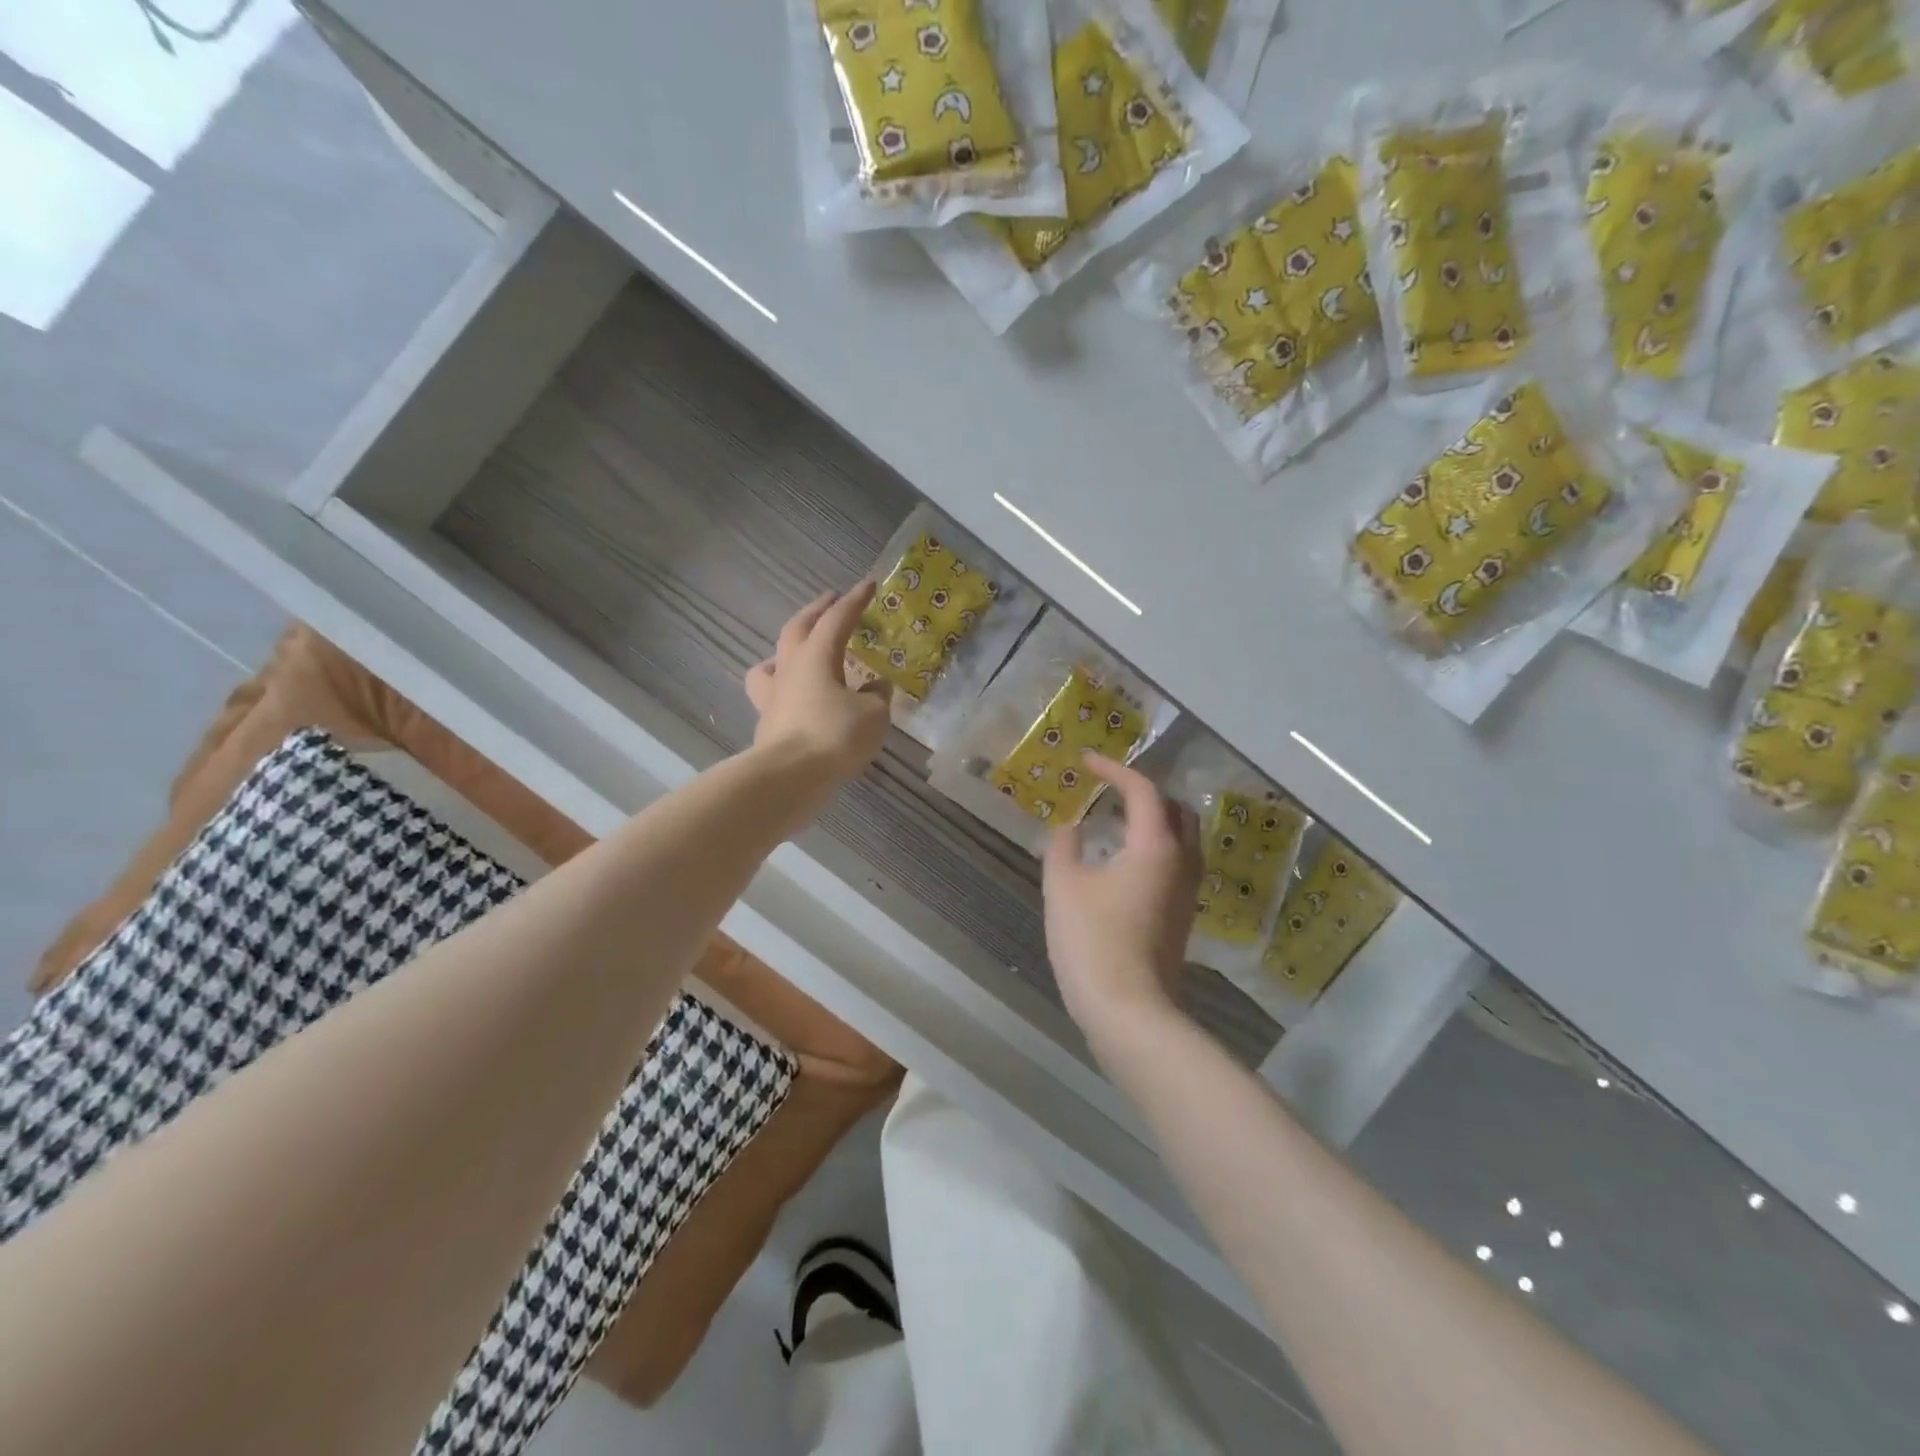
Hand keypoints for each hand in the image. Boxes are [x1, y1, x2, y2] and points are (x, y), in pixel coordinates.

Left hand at [745, 584, 892, 788]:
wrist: (790, 777)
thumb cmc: (834, 736)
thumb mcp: (872, 716)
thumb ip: (876, 697)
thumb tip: (875, 689)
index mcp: (817, 657)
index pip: (837, 619)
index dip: (855, 600)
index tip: (869, 583)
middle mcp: (790, 669)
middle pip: (798, 629)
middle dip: (816, 611)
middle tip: (830, 599)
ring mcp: (773, 696)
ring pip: (774, 660)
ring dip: (788, 647)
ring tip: (800, 649)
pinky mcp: (767, 722)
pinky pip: (772, 693)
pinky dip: (785, 687)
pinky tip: (795, 696)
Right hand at [1042, 753, 1202, 1036]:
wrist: (1128, 1010)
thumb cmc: (1092, 941)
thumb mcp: (1063, 886)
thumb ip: (1065, 846)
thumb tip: (1073, 829)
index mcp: (1155, 846)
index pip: (1142, 791)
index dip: (1114, 770)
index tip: (1087, 762)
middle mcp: (1181, 862)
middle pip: (1175, 810)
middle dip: (1144, 792)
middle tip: (1110, 790)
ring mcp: (1187, 892)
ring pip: (1182, 838)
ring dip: (1154, 820)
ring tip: (1117, 821)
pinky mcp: (1183, 916)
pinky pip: (1176, 863)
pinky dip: (1155, 847)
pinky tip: (1124, 862)